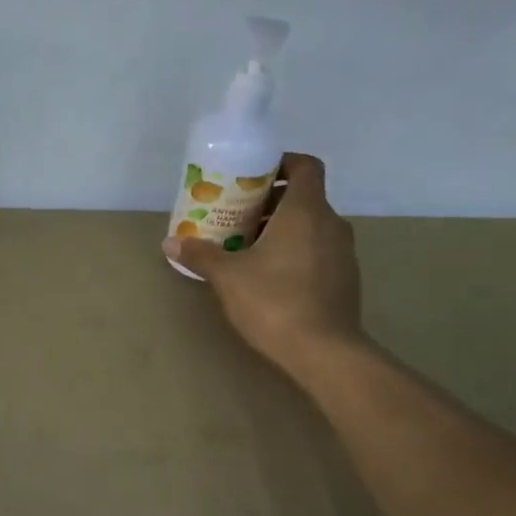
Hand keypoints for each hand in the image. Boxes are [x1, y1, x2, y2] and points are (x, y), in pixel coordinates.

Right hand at [164, 152, 368, 382]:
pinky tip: (268, 275)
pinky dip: (295, 251)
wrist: (325, 353)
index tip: (253, 174)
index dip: (282, 162)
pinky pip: (318, 251)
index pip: (305, 166)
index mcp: (306, 211)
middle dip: (269, 201)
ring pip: (311, 226)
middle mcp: (331, 224)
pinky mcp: (345, 280)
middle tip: (236, 214)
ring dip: (281, 228)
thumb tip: (170, 242)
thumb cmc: (275, 301)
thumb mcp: (228, 276)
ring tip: (246, 246)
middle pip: (304, 197)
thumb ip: (200, 254)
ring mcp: (343, 253)